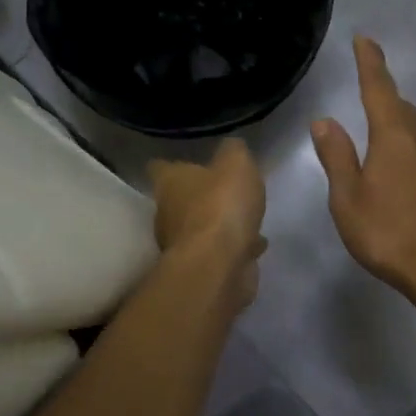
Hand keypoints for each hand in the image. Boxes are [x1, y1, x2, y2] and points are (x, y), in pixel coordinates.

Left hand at [148, 139, 267, 307]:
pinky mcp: (200, 268)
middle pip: (179, 200)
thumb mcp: (236, 164)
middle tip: (225, 191)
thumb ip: (233, 151)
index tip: (186, 161)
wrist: (218, 266)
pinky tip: (255, 245)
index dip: (172, 164)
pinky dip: (234, 248)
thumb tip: (230, 147)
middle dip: (200, 196)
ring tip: (245, 219)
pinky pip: (219, 252)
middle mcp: (167, 213)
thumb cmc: (221, 206)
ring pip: (200, 228)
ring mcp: (182, 244)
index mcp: (169, 183)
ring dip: (219, 225)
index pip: (160, 167)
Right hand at [311, 37, 415, 294]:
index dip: (370, 62)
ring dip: (403, 127)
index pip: (378, 88)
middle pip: (403, 108)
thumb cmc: (388, 233)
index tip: (365, 39)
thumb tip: (324, 120)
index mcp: (394, 136)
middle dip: (385, 100)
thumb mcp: (348, 198)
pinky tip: (411, 176)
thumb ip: (336, 156)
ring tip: (386, 141)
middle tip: (368, 102)